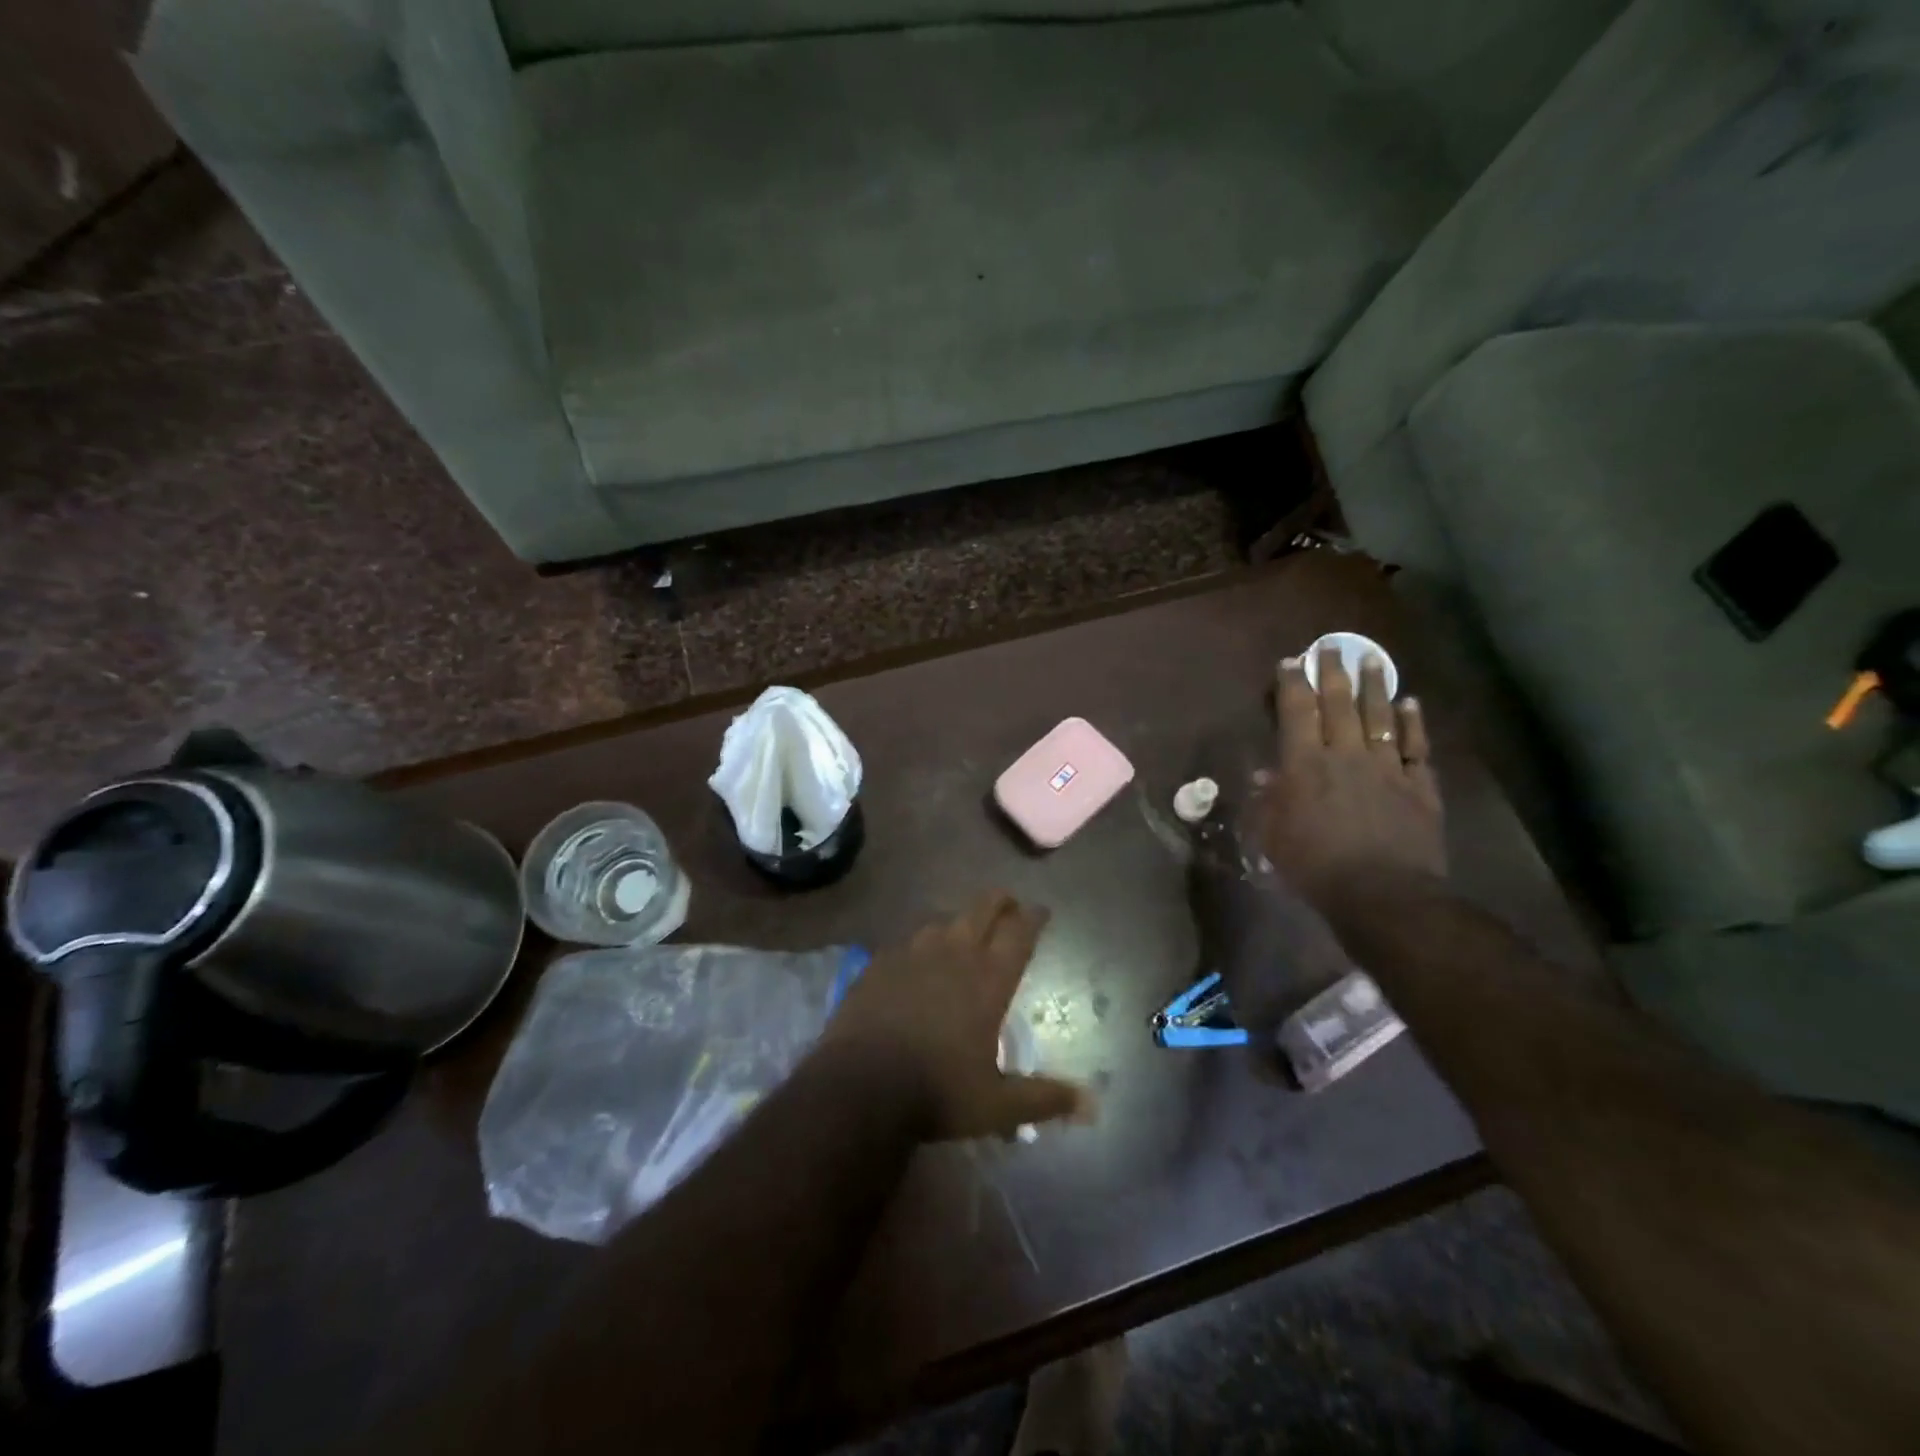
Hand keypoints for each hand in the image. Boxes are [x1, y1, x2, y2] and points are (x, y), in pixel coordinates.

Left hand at [820, 891, 1093, 1141]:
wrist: (859, 1086)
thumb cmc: (937, 1091)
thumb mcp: (997, 1104)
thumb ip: (1044, 1099)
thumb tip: (1093, 1106)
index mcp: (988, 979)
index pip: (1019, 932)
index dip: (1033, 917)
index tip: (1041, 911)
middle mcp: (954, 953)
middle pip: (983, 908)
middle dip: (1001, 902)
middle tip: (1009, 907)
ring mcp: (913, 952)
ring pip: (944, 919)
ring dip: (960, 921)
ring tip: (965, 931)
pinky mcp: (880, 961)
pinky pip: (908, 939)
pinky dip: (922, 942)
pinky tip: (918, 956)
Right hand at [1258, 647, 1445, 917]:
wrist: (1382, 894)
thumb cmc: (1315, 866)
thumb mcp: (1273, 837)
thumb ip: (1267, 802)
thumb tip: (1264, 776)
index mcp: (1305, 765)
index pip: (1297, 712)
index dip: (1292, 684)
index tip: (1291, 662)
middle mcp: (1346, 755)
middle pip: (1339, 704)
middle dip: (1333, 673)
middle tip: (1331, 647)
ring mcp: (1387, 767)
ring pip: (1379, 716)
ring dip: (1375, 686)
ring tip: (1373, 660)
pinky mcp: (1418, 786)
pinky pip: (1415, 746)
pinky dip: (1412, 722)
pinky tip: (1411, 703)